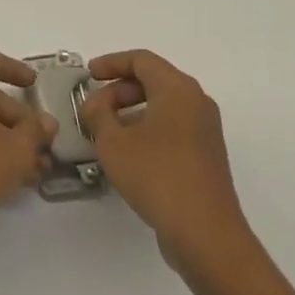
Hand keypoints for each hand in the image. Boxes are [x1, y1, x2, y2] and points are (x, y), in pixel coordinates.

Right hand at [81, 50, 250, 266]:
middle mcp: (196, 101)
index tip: (88, 75)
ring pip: (163, 105)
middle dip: (118, 90)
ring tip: (106, 133)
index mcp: (177, 89)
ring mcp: (205, 130)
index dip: (111, 63)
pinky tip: (128, 153)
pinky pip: (172, 127)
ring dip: (131, 111)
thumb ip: (98, 115)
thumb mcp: (114, 143)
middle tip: (94, 109)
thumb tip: (95, 104)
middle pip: (153, 80)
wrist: (206, 234)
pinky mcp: (206, 155)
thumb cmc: (157, 176)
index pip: (141, 60)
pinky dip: (147, 129)